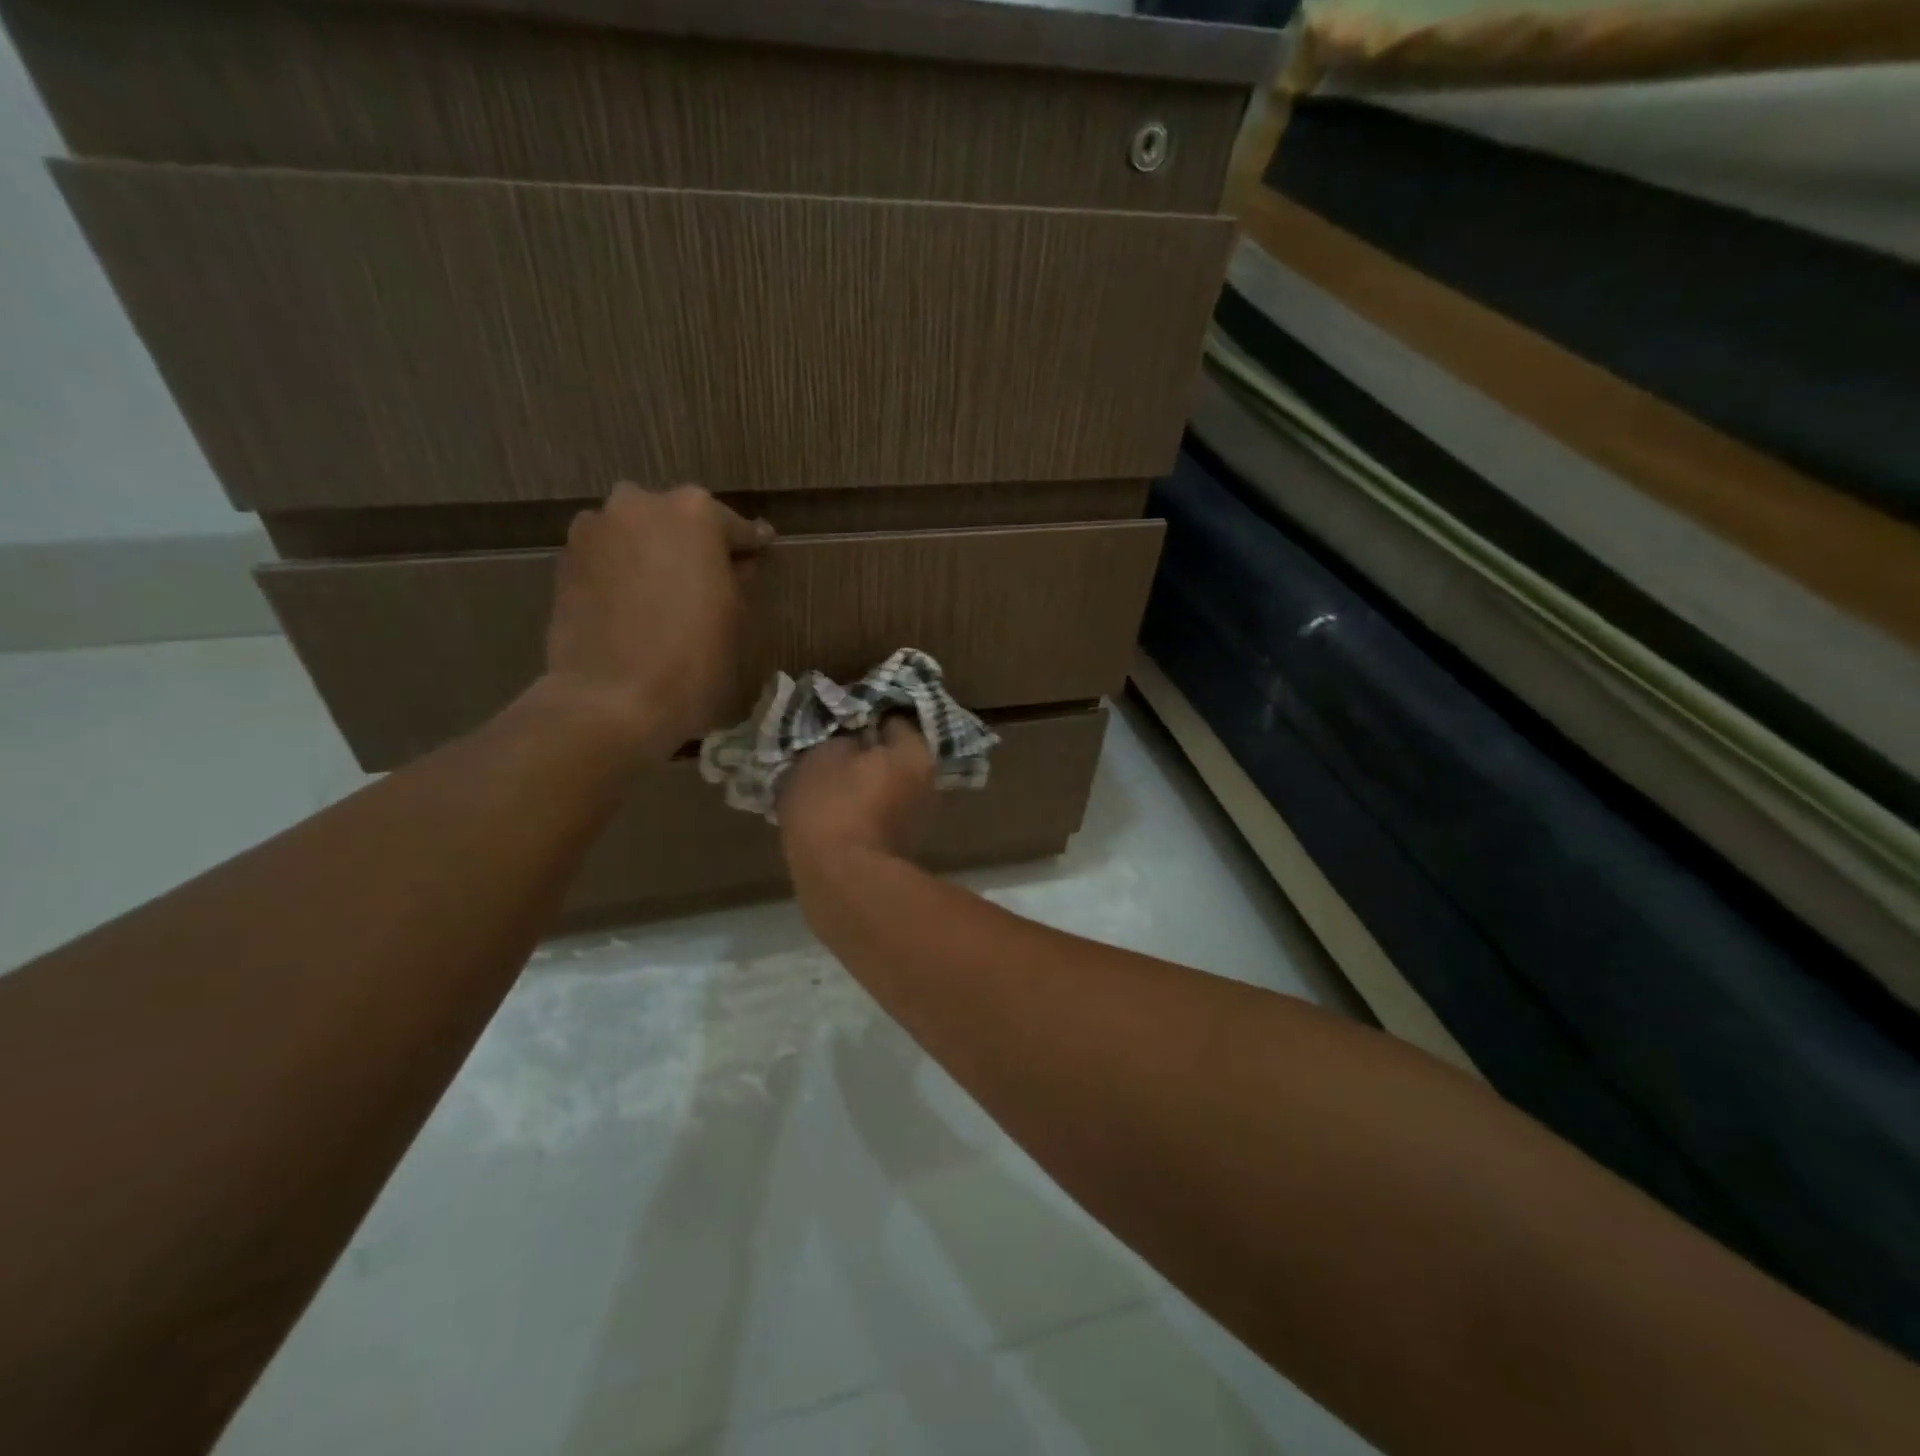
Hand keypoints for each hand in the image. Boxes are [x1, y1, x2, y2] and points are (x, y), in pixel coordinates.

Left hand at [540, 483, 770, 757]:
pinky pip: (608, 558)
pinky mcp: (565, 560)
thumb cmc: (693, 659)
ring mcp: (595, 528)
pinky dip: (624, 573)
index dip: (749, 546)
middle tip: (711, 578)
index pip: (735, 527)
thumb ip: (738, 578)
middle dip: (695, 545)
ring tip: (667, 593)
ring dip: (654, 555)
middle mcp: (641, 505)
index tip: (761, 552)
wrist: (611, 700)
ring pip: (637, 534)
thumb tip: (737, 565)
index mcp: (695, 513)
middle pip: (678, 520)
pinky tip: (636, 605)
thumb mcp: (735, 618)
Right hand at [779, 718, 937, 868]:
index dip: (863, 715)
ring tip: (825, 783)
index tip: (838, 719)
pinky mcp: (901, 848)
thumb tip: (852, 740)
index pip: (893, 719)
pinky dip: (860, 811)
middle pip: (893, 755)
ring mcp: (918, 819)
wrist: (841, 882)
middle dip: (866, 752)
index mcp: (915, 753)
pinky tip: (832, 813)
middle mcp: (928, 783)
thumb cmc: (833, 806)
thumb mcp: (823, 755)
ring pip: (885, 787)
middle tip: (830, 750)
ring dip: (862, 784)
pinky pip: (878, 815)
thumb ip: (841, 738)